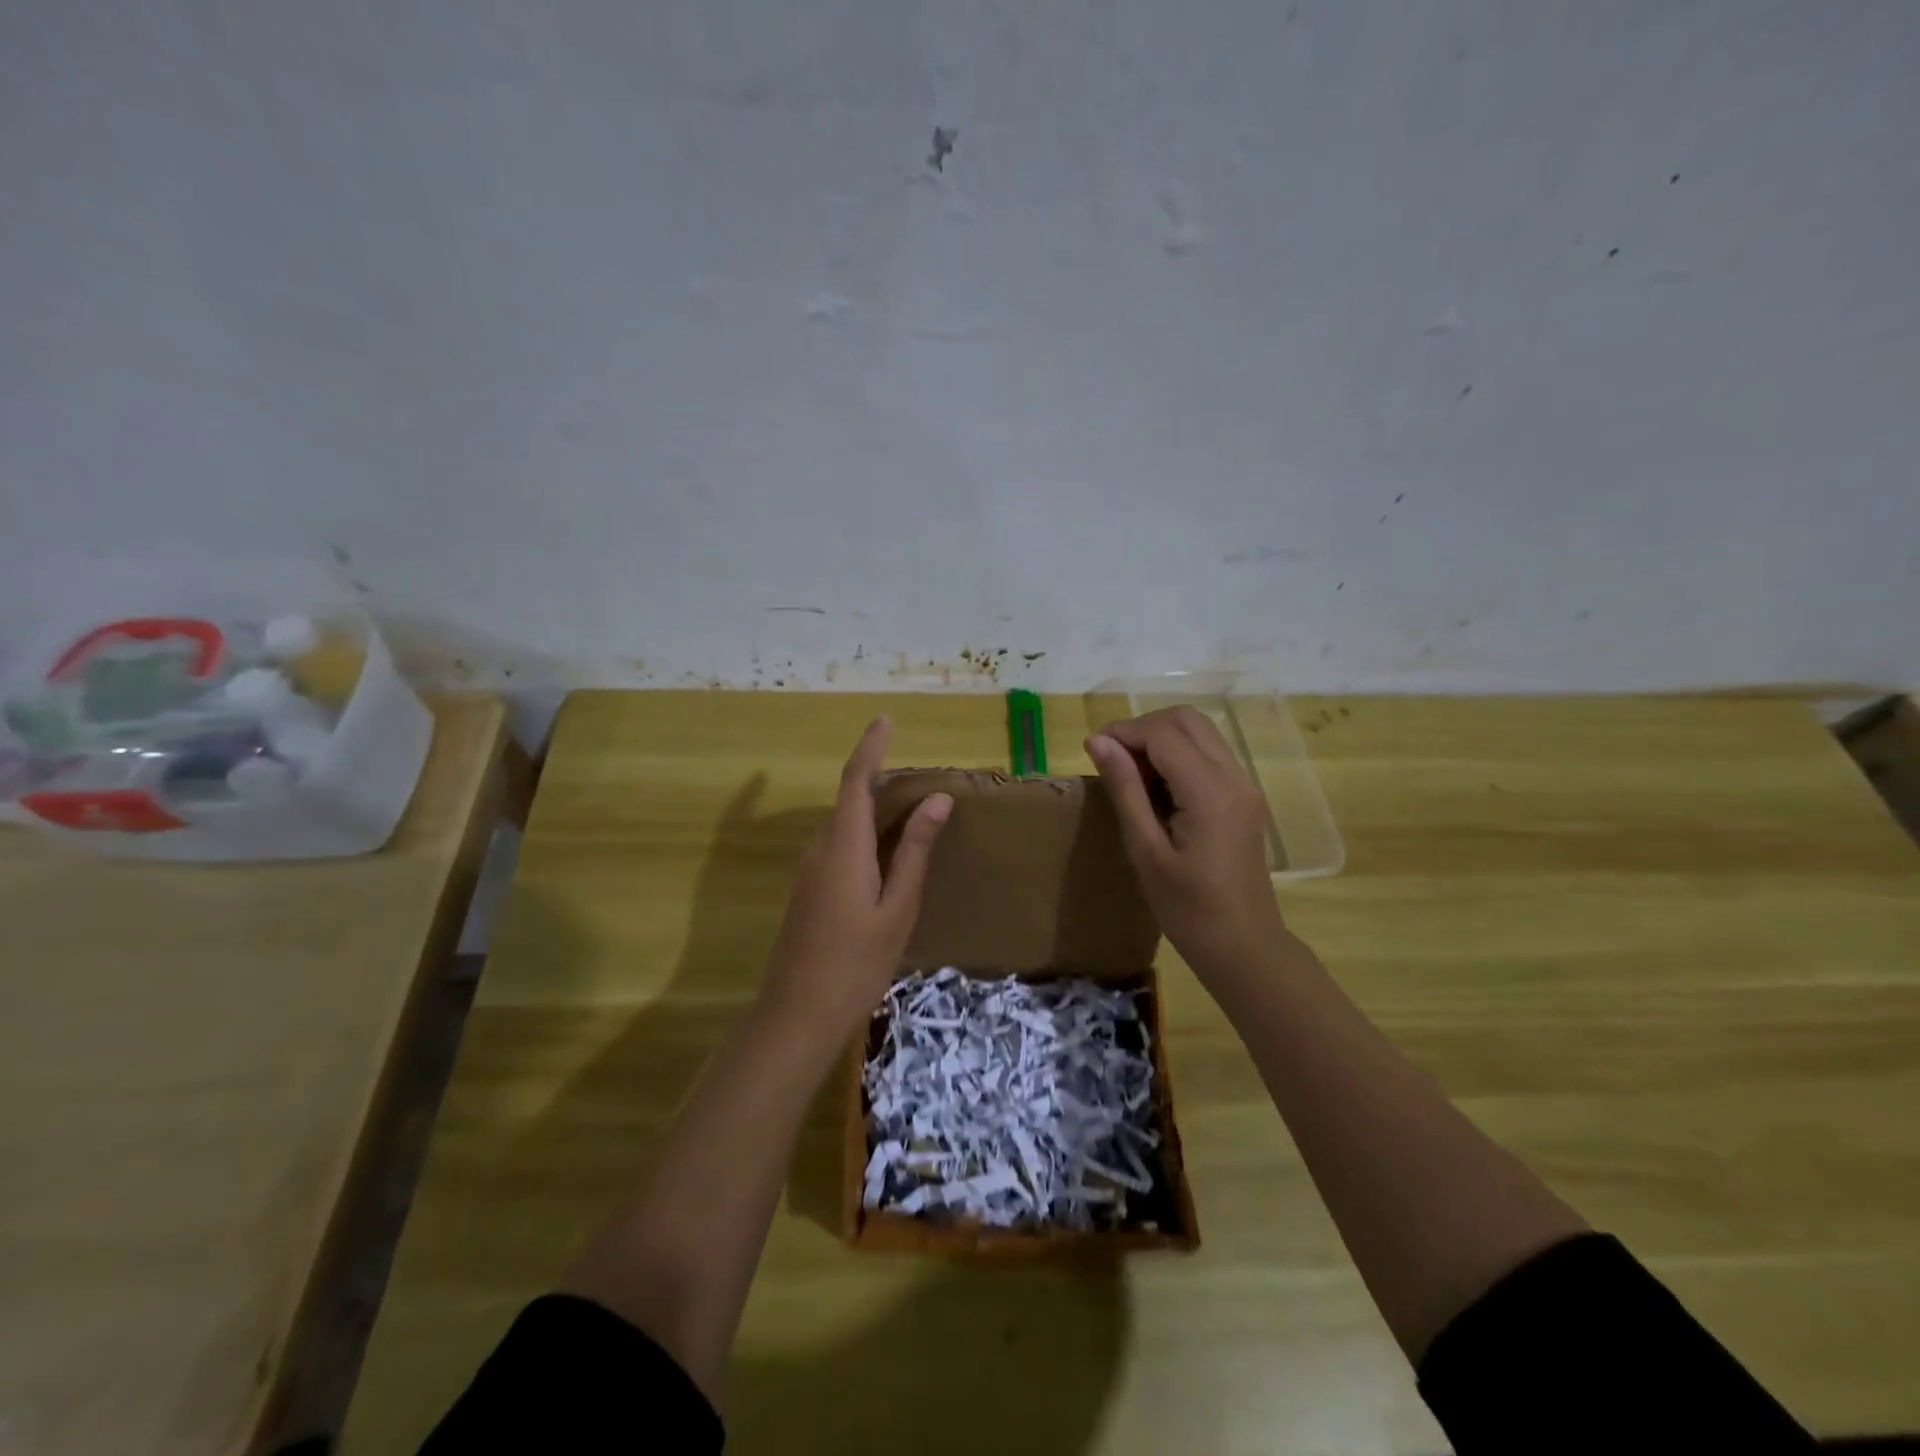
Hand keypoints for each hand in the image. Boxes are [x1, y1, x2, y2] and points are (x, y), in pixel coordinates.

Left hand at [759, 717, 951, 1047]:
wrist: (797, 1015)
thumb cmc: (857, 963)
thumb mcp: (897, 907)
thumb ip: (914, 851)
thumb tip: (938, 800)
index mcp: (844, 846)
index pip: (856, 780)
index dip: (871, 747)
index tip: (885, 719)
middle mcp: (820, 848)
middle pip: (847, 798)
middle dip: (876, 775)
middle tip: (915, 771)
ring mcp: (809, 870)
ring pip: (842, 822)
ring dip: (870, 806)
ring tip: (909, 807)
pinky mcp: (808, 889)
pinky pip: (837, 844)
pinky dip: (862, 833)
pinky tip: (885, 852)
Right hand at [1086, 707, 1288, 988]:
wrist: (1244, 947)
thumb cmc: (1188, 909)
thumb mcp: (1145, 851)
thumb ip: (1124, 790)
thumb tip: (1097, 742)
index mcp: (1209, 793)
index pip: (1164, 734)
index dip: (1124, 731)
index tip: (1092, 748)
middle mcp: (1234, 778)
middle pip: (1187, 719)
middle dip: (1144, 727)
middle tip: (1112, 758)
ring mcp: (1244, 785)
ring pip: (1200, 731)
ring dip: (1161, 738)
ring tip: (1131, 772)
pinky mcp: (1244, 797)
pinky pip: (1209, 753)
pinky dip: (1179, 754)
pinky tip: (1157, 787)